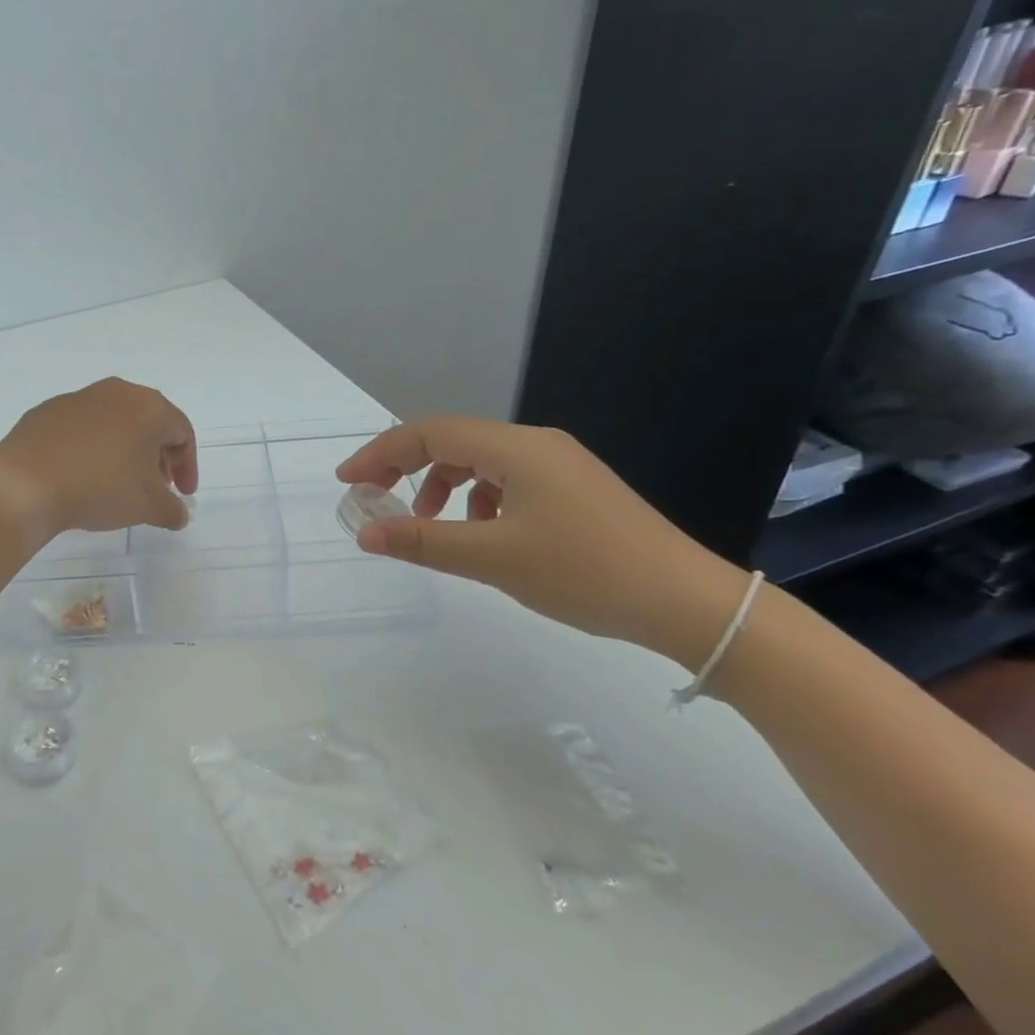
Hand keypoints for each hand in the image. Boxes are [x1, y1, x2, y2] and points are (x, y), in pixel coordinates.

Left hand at [0, 378, 198, 541]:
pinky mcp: (47, 411)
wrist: (25, 482)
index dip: (187, 466)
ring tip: (118, 483)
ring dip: (124, 450)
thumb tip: (179, 514)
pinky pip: (82, 428)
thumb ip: (172, 509)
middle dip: (157, 456)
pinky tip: (82, 475)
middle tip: (155, 487)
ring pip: (115, 422)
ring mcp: (79, 398)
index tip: (182, 495)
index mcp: (149, 407)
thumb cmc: (100, 487)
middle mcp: (117, 392)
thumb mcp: (147, 506)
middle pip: (149, 423)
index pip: (182, 433)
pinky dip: (92, 448)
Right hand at [336, 418, 751, 669]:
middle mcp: (535, 444)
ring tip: (432, 525)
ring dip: (442, 486)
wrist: (686, 602)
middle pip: (452, 441)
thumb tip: (366, 533)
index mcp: (516, 448)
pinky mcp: (573, 489)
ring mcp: (559, 465)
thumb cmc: (584, 572)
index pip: (430, 433)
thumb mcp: (493, 558)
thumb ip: (423, 541)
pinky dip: (477, 500)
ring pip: (479, 461)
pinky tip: (483, 535)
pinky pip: (506, 480)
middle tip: (375, 501)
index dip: (381, 453)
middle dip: (406, 468)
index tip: (348, 482)